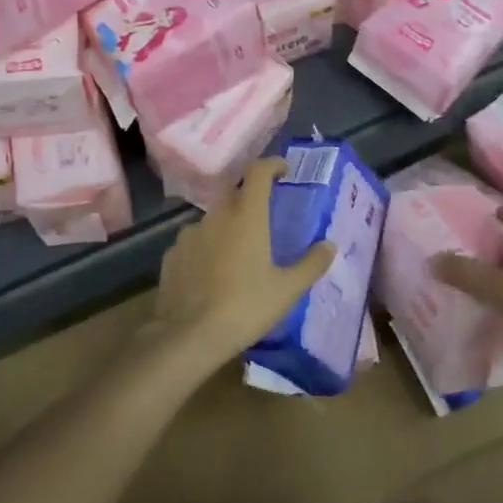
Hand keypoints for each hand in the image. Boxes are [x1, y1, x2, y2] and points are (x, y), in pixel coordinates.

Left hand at [145, 157, 336, 373]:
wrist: (187, 336)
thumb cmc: (244, 307)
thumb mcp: (286, 290)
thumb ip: (311, 264)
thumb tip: (330, 245)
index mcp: (246, 216)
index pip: (258, 172)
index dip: (272, 165)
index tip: (283, 170)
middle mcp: (216, 216)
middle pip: (235, 193)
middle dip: (250, 197)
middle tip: (265, 216)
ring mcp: (189, 234)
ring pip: (213, 219)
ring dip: (227, 225)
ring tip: (239, 251)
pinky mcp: (172, 255)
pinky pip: (194, 242)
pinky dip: (206, 247)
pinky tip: (212, 272)